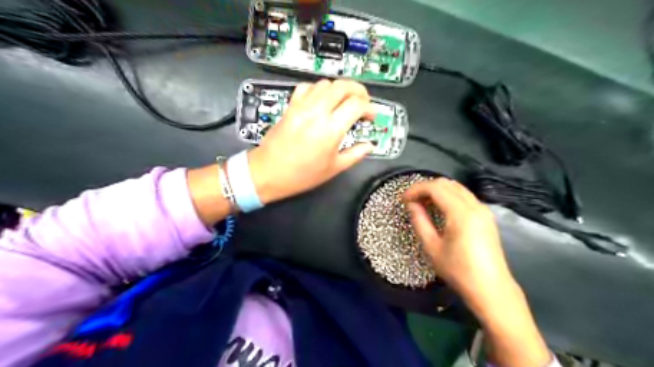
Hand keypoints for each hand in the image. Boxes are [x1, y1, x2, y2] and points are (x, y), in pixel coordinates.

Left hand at [248, 79, 374, 203]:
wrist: (269, 172)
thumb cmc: (302, 175)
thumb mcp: (333, 168)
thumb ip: (355, 154)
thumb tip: (369, 146)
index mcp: (331, 129)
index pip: (357, 104)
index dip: (370, 108)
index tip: (372, 116)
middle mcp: (317, 112)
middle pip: (343, 86)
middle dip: (358, 90)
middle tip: (363, 103)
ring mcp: (302, 106)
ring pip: (325, 83)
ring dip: (339, 89)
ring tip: (344, 102)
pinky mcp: (291, 106)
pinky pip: (306, 87)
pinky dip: (318, 89)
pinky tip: (321, 100)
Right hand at [405, 178, 515, 308]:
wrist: (491, 289)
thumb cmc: (458, 270)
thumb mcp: (432, 247)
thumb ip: (420, 221)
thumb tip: (411, 204)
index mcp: (461, 213)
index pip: (435, 188)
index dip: (416, 189)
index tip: (403, 199)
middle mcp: (475, 206)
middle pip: (447, 184)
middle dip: (426, 187)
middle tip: (412, 200)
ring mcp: (483, 210)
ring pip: (457, 188)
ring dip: (438, 190)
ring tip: (423, 203)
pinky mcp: (486, 216)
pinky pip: (465, 196)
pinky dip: (449, 196)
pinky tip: (440, 208)